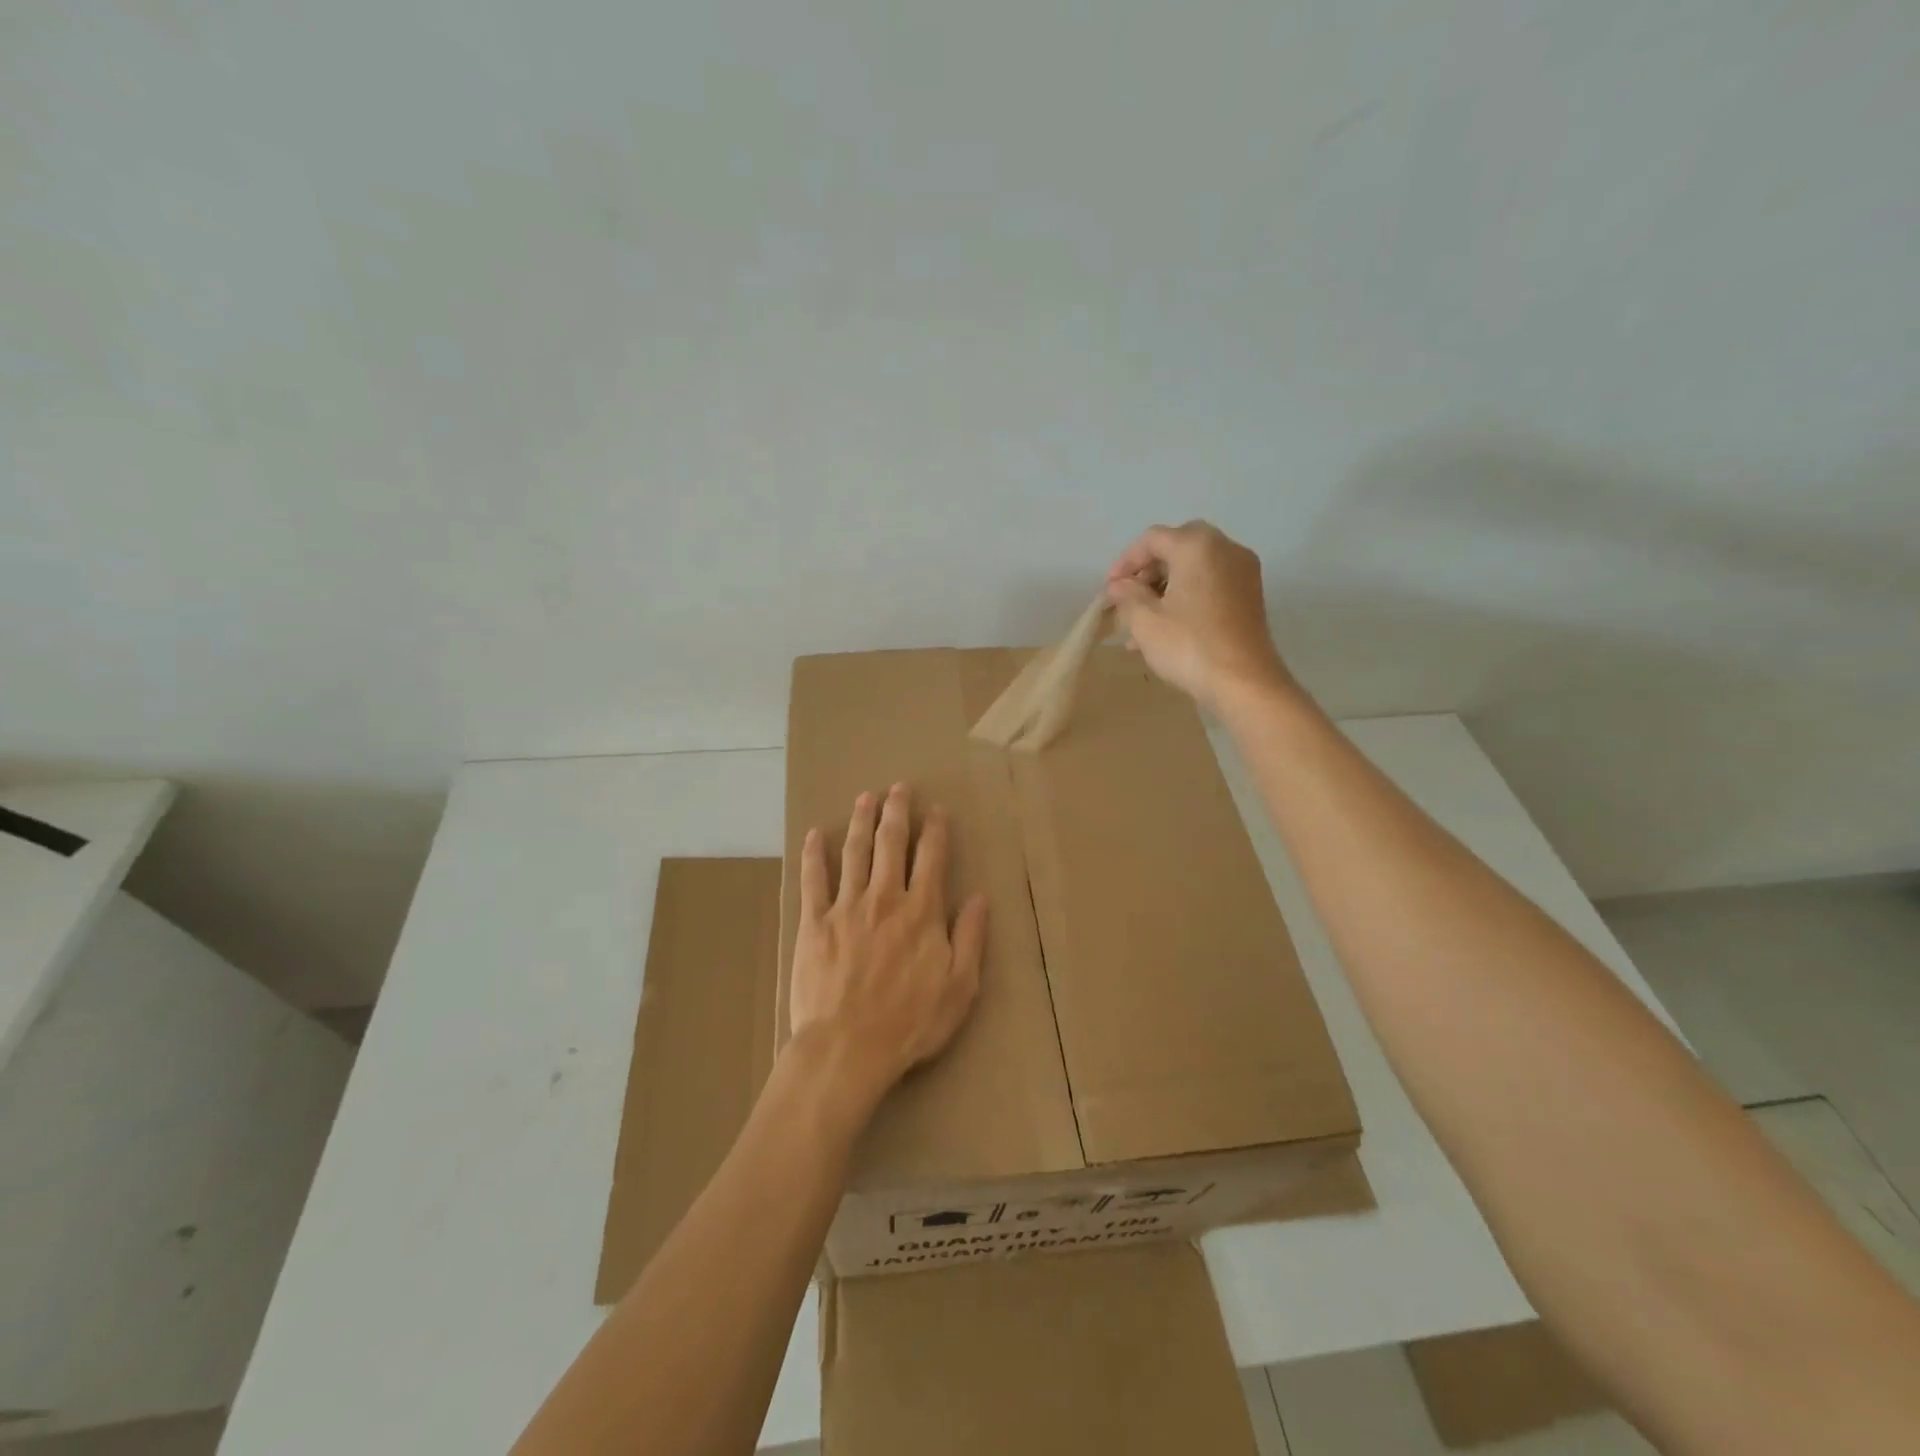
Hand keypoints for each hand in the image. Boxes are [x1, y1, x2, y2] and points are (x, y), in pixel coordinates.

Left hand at [789, 784, 987, 1108]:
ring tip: (865, 796)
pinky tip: (816, 834)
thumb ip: (971, 937)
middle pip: (891, 843)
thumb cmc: (910, 1022)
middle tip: (898, 788)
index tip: (936, 809)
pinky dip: (815, 855)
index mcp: (921, 912)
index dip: (935, 829)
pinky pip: (814, 880)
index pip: (931, 858)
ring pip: (855, 852)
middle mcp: (885, 898)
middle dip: (897, 811)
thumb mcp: (960, 987)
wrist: (848, 1047)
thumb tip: (980, 896)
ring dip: (862, 821)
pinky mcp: (814, 922)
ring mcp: (846, 907)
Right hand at [1105, 520, 1291, 711]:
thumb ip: (1126, 595)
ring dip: (1165, 587)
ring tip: (1141, 621)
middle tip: (1128, 598)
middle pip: (1176, 548)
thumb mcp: (1145, 620)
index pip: (1152, 539)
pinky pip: (1210, 583)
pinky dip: (1187, 596)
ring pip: (1194, 568)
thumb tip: (1118, 585)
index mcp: (1197, 546)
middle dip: (1148, 572)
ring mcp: (1243, 571)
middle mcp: (1225, 548)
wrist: (1244, 682)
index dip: (1125, 562)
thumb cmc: (1188, 645)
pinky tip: (1167, 626)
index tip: (1109, 590)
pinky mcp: (1250, 595)